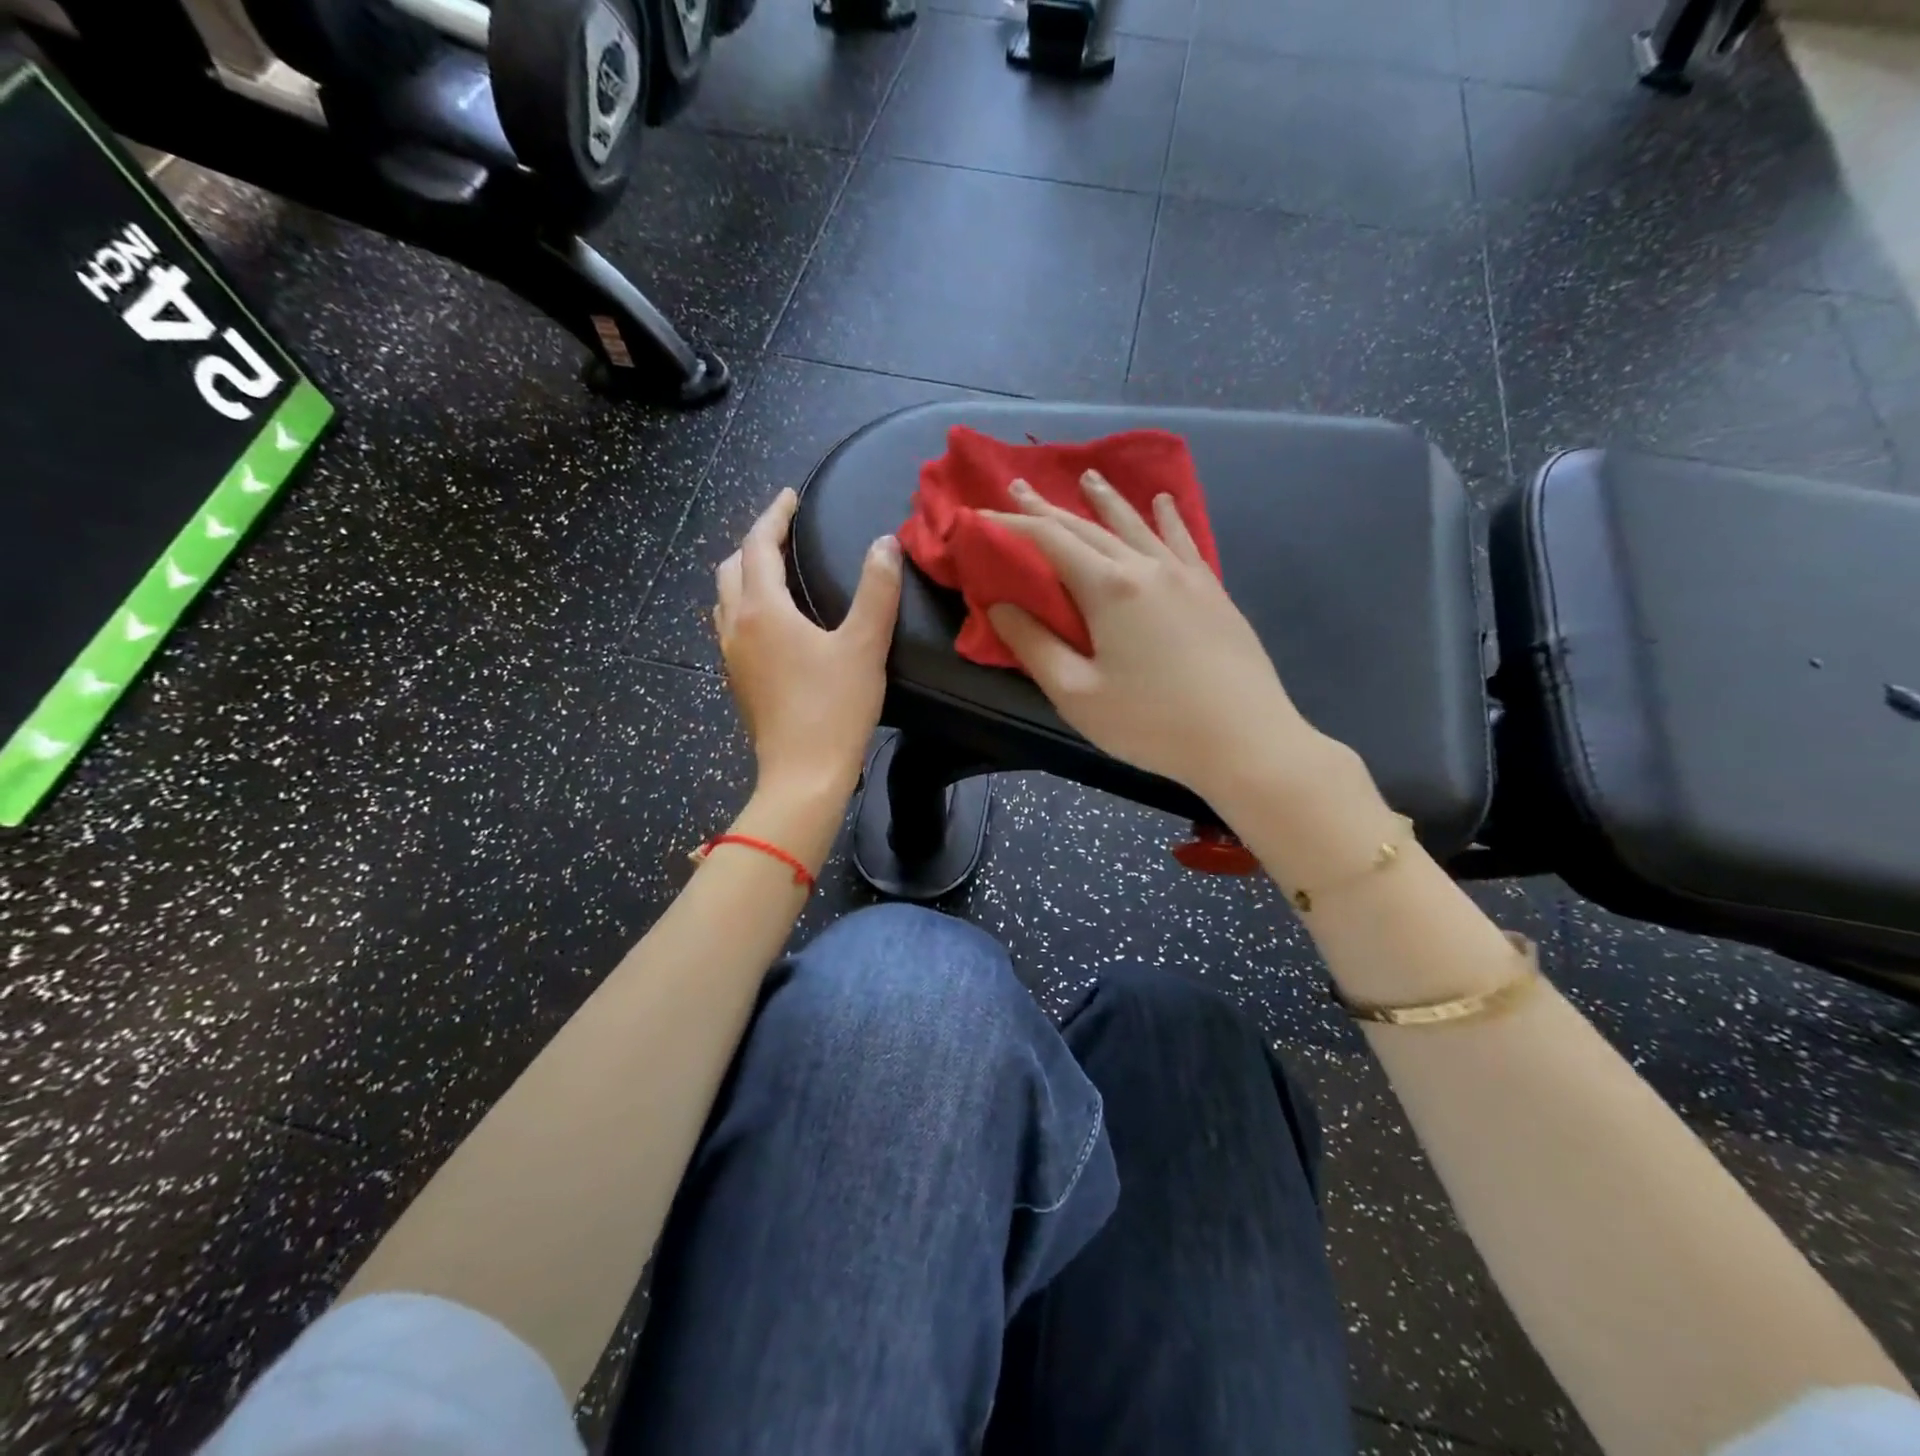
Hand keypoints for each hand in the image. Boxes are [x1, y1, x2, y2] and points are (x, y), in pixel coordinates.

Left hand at [716, 489, 901, 805]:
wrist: (802, 775)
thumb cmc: (834, 709)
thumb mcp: (865, 646)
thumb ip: (877, 591)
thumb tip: (885, 544)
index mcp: (762, 610)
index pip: (758, 544)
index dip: (773, 515)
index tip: (790, 497)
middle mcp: (736, 626)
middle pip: (732, 567)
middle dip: (755, 542)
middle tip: (785, 532)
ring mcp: (731, 657)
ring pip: (726, 598)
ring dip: (745, 574)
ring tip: (776, 570)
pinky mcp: (737, 681)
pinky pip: (731, 627)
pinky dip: (746, 606)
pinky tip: (772, 622)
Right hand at [983, 471, 1325, 804]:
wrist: (1245, 740)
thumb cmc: (1151, 723)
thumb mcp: (1077, 694)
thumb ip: (1034, 646)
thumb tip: (1000, 605)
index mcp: (1109, 588)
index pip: (1049, 540)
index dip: (1011, 524)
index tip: (979, 514)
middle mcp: (1146, 567)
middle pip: (1089, 527)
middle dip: (1049, 508)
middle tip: (1020, 486)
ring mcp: (1185, 576)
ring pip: (1137, 525)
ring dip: (1107, 501)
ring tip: (1089, 477)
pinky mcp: (1212, 592)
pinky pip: (1182, 541)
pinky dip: (1167, 519)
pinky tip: (1164, 503)